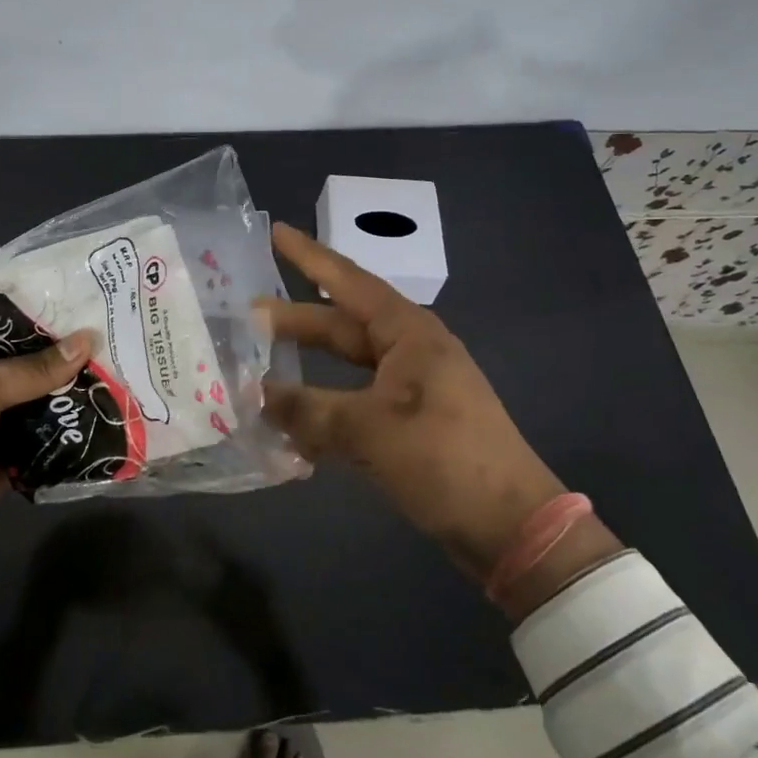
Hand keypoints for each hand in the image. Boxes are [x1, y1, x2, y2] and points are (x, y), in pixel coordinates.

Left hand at [0, 325, 91, 586]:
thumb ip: (32, 369)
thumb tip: (87, 340)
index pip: (1, 324)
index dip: (39, 315)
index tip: (86, 304)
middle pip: (26, 362)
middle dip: (65, 355)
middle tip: (114, 337)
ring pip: (39, 398)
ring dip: (71, 392)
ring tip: (120, 371)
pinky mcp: (9, 456)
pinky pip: (45, 436)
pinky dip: (69, 429)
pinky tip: (106, 414)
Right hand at [259, 223, 587, 590]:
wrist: (511, 525)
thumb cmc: (444, 458)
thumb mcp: (369, 430)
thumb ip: (307, 409)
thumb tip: (255, 395)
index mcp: (407, 333)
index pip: (348, 282)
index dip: (309, 257)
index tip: (276, 232)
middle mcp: (408, 350)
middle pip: (340, 324)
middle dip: (295, 320)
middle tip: (246, 315)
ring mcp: (410, 387)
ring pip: (345, 364)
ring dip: (306, 365)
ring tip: (261, 365)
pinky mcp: (409, 422)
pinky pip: (354, 400)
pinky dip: (324, 406)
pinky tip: (292, 422)